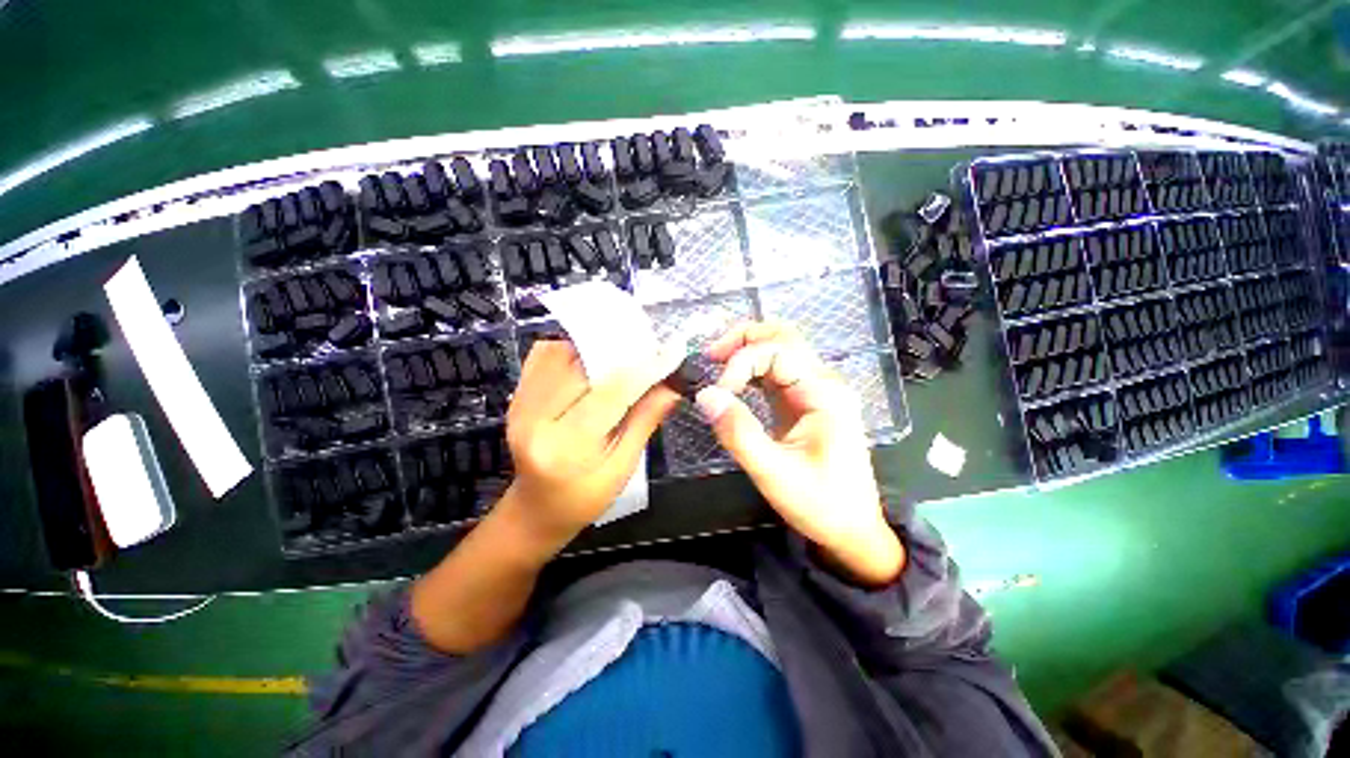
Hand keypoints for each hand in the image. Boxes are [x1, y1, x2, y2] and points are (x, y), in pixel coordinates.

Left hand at [503, 339, 682, 546]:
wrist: (537, 509)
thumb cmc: (585, 497)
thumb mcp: (623, 468)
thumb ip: (645, 422)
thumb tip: (673, 386)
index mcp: (566, 447)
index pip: (612, 394)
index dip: (645, 368)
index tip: (674, 350)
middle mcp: (535, 419)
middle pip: (585, 365)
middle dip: (623, 352)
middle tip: (652, 349)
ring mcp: (520, 403)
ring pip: (564, 353)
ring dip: (598, 347)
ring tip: (625, 353)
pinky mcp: (517, 394)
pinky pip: (545, 354)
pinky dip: (573, 348)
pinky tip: (592, 357)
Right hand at [697, 321, 902, 584]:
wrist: (852, 529)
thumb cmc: (820, 503)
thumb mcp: (774, 473)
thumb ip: (739, 433)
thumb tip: (706, 395)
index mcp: (824, 393)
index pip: (777, 351)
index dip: (741, 362)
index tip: (719, 393)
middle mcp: (822, 382)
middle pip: (783, 336)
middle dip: (743, 339)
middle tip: (711, 355)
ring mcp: (814, 390)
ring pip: (779, 348)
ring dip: (746, 349)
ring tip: (716, 362)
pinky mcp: (803, 402)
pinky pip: (776, 372)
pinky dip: (751, 368)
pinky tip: (732, 381)